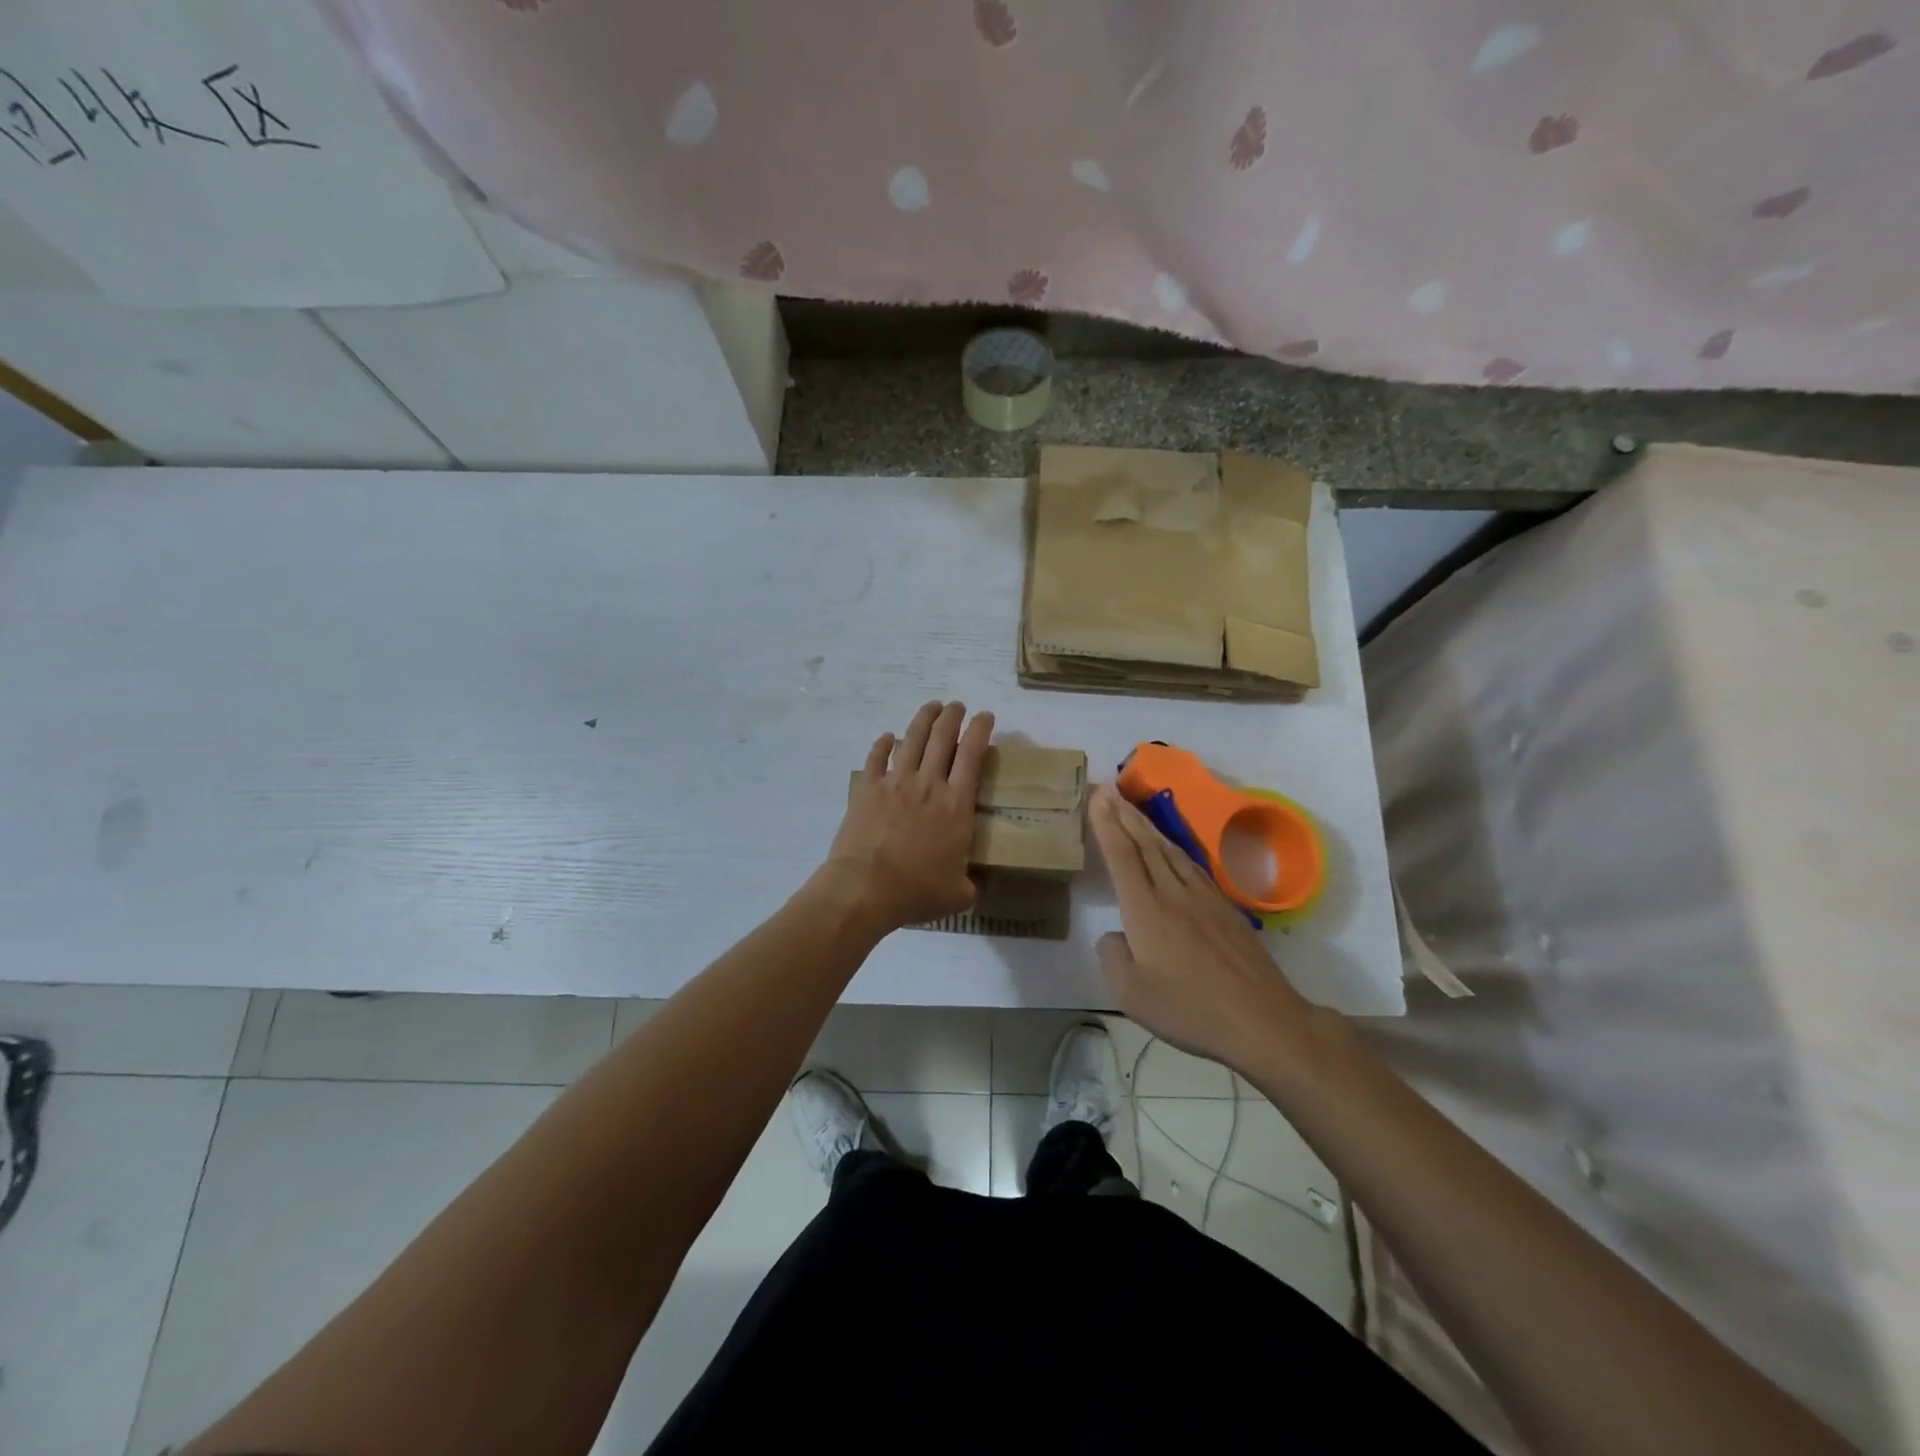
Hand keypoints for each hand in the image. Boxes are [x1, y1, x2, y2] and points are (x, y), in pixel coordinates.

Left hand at [821, 701, 993, 931]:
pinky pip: (876, 758)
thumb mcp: (957, 894)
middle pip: (942, 737)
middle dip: (953, 716)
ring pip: (912, 739)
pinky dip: (882, 744)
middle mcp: (928, 784)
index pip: (972, 755)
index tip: (985, 716)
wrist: (864, 888)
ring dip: (924, 719)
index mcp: (956, 805)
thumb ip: (968, 883)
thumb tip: (970, 885)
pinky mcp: (867, 789)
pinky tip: (886, 737)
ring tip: (932, 706)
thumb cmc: (915, 891)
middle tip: (958, 706)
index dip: (981, 730)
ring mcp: (895, 783)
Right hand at [1090, 783, 1311, 1070]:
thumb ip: (1112, 957)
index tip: (1097, 796)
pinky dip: (1173, 847)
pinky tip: (1171, 848)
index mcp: (1146, 909)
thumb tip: (1115, 934)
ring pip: (1169, 850)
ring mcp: (1203, 897)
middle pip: (1145, 844)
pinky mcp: (1225, 908)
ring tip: (1133, 809)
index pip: (1121, 855)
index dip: (1107, 824)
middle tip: (1109, 789)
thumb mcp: (1130, 994)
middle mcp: (1173, 893)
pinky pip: (1191, 865)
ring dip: (1147, 826)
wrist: (1261, 1019)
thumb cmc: (1189, 1010)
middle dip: (1124, 814)